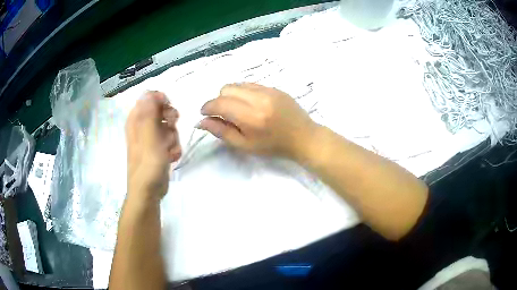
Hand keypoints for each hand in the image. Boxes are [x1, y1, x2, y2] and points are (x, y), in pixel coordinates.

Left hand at [125, 91, 180, 199]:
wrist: (149, 192)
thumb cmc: (147, 166)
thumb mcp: (149, 138)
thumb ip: (150, 115)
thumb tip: (148, 91)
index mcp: (136, 121)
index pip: (148, 98)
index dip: (161, 101)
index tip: (169, 111)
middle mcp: (143, 127)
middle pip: (161, 110)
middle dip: (170, 119)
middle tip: (172, 126)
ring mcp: (151, 138)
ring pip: (168, 126)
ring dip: (173, 137)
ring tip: (169, 150)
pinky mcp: (159, 149)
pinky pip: (170, 140)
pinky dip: (173, 147)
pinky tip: (171, 157)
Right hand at [198, 83, 316, 158]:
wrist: (303, 137)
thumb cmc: (273, 146)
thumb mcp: (245, 145)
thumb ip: (221, 131)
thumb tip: (201, 121)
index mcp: (250, 116)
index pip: (220, 103)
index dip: (207, 107)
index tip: (204, 114)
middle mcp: (258, 98)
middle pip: (226, 88)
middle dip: (219, 100)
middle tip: (224, 114)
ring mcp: (268, 90)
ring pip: (238, 84)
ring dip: (231, 95)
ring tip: (238, 109)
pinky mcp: (274, 87)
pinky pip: (251, 84)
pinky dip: (244, 92)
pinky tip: (251, 104)